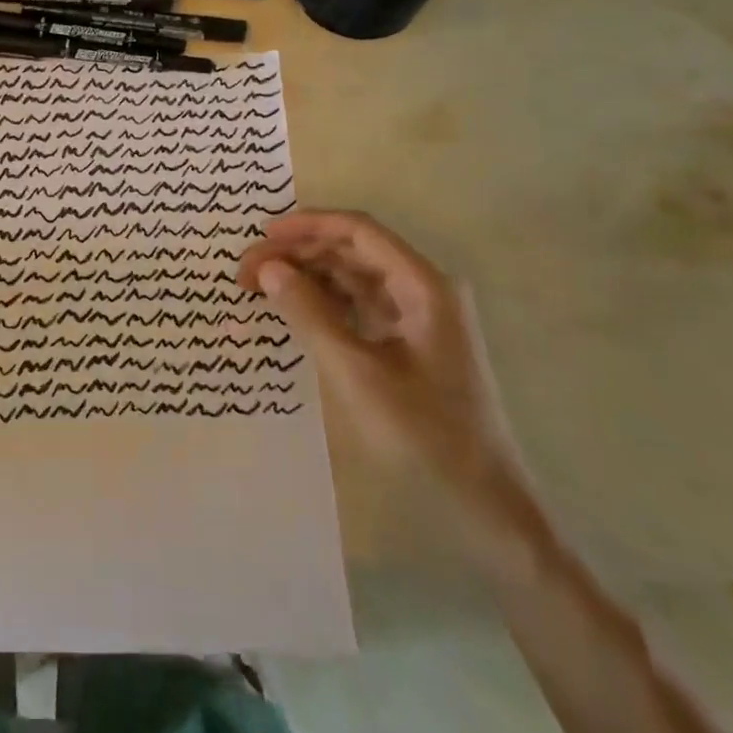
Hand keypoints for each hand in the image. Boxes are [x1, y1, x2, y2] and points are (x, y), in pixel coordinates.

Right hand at [237, 211, 539, 561]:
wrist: (485, 506)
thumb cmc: (424, 435)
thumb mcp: (356, 373)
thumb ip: (309, 314)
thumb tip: (268, 269)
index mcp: (423, 286)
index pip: (358, 231)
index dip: (306, 226)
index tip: (260, 235)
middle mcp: (423, 290)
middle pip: (352, 252)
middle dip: (298, 254)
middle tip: (247, 272)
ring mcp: (418, 317)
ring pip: (353, 278)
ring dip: (307, 277)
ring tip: (260, 289)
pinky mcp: (410, 343)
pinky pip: (359, 306)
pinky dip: (323, 304)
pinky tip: (292, 312)